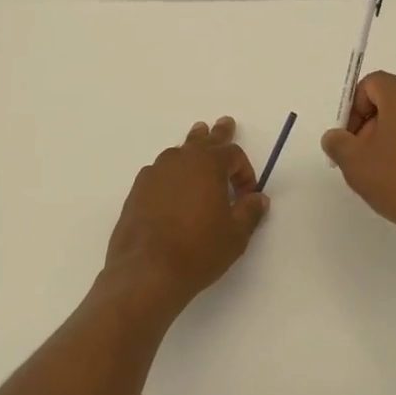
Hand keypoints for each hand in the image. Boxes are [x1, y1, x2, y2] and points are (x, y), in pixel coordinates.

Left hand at [102, 117, 269, 317]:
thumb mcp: (235, 234)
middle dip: (217, 134)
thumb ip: (250, 212)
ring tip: (197, 142)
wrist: (146, 271)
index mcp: (208, 164)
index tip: (247, 195)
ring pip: (179, 152)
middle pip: (203, 140)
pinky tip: (172, 185)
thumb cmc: (198, 250)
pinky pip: (160, 172)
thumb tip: (258, 198)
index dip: (245, 172)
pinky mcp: (137, 190)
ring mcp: (154, 173)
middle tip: (225, 123)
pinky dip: (172, 173)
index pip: (233, 154)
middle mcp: (180, 160)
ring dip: (192, 149)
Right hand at [320, 72, 395, 257]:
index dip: (353, 109)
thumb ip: (337, 143)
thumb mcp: (355, 163)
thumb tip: (336, 137)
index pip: (371, 84)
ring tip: (385, 172)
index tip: (350, 141)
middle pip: (392, 100)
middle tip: (363, 158)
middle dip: (371, 125)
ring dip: (393, 138)